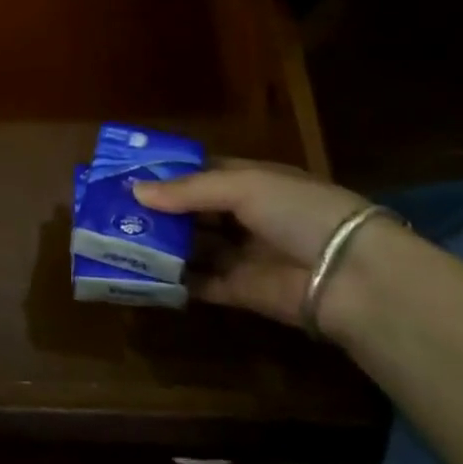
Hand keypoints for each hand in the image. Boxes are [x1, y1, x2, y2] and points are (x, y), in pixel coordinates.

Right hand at [133, 158, 377, 331]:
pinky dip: (173, 279)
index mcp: (252, 182)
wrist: (351, 276)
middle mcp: (246, 216)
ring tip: (117, 238)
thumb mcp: (243, 186)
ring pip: (192, 246)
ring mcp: (243, 254)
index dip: (166, 173)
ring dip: (160, 243)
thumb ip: (188, 191)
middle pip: (192, 211)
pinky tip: (140, 272)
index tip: (126, 174)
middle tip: (112, 209)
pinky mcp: (240, 291)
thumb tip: (136, 192)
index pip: (201, 172)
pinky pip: (199, 282)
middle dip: (157, 210)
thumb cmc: (298, 212)